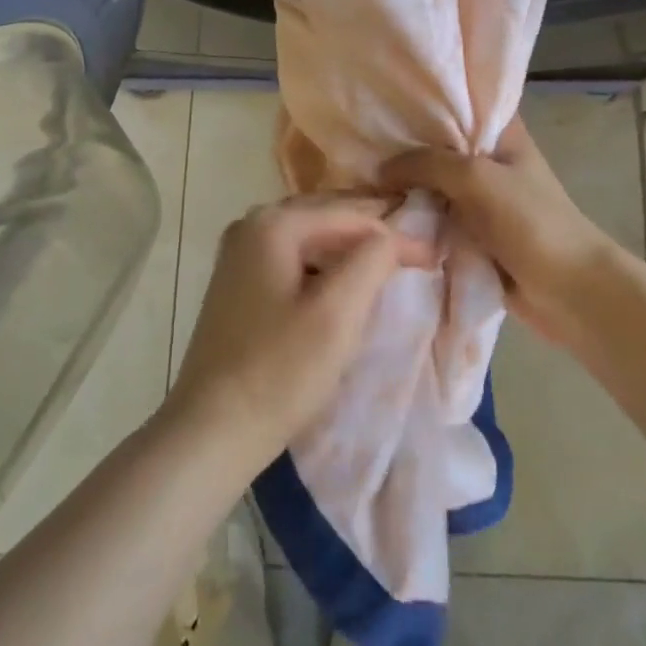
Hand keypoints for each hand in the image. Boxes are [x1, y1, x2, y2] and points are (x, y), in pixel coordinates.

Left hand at [165, 193, 431, 474]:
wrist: (210, 430)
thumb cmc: (279, 371)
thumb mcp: (337, 313)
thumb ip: (371, 261)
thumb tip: (391, 236)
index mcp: (272, 223)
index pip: (349, 215)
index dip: (395, 234)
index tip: (435, 255)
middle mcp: (250, 225)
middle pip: (325, 217)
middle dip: (371, 233)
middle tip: (417, 249)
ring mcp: (239, 255)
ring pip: (309, 238)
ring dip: (348, 249)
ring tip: (388, 262)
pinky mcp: (238, 284)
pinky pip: (292, 259)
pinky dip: (323, 266)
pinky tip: (342, 284)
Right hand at [381, 120, 626, 346]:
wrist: (569, 292)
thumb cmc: (530, 222)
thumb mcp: (476, 178)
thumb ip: (426, 164)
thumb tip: (380, 170)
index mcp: (501, 132)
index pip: (458, 101)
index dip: (422, 99)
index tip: (380, 98)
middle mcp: (488, 158)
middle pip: (437, 145)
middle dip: (402, 147)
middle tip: (357, 143)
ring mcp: (479, 197)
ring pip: (431, 184)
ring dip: (404, 187)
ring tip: (358, 177)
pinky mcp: (471, 232)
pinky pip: (433, 217)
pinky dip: (412, 217)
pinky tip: (377, 211)